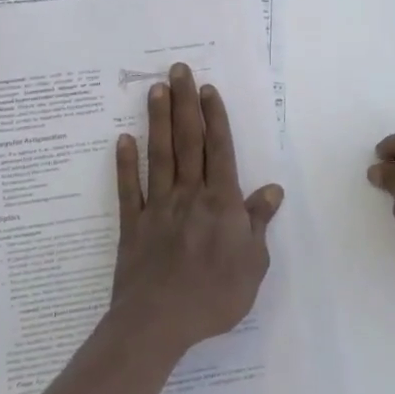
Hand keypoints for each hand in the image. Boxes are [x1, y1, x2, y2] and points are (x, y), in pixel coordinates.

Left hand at [111, 62, 283, 355]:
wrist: (159, 323)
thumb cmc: (215, 296)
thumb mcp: (253, 264)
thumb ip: (258, 222)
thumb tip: (272, 189)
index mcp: (221, 203)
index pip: (219, 150)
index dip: (214, 117)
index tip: (207, 89)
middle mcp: (189, 195)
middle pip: (188, 142)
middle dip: (185, 103)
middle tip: (178, 69)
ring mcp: (157, 207)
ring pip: (159, 156)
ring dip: (157, 121)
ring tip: (155, 90)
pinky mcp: (132, 225)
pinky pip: (128, 189)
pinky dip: (124, 164)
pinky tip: (122, 140)